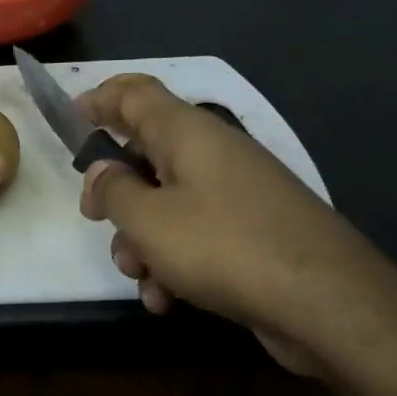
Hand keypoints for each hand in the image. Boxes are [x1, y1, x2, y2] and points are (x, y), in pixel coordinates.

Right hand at [75, 74, 396, 374]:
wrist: (326, 302)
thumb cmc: (224, 246)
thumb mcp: (148, 220)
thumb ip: (112, 191)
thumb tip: (101, 173)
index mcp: (186, 133)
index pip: (135, 93)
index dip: (99, 99)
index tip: (70, 120)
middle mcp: (212, 154)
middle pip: (146, 154)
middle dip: (115, 192)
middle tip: (95, 218)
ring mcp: (234, 194)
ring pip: (166, 203)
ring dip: (141, 240)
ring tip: (140, 276)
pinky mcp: (250, 233)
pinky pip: (195, 236)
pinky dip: (173, 263)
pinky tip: (167, 300)